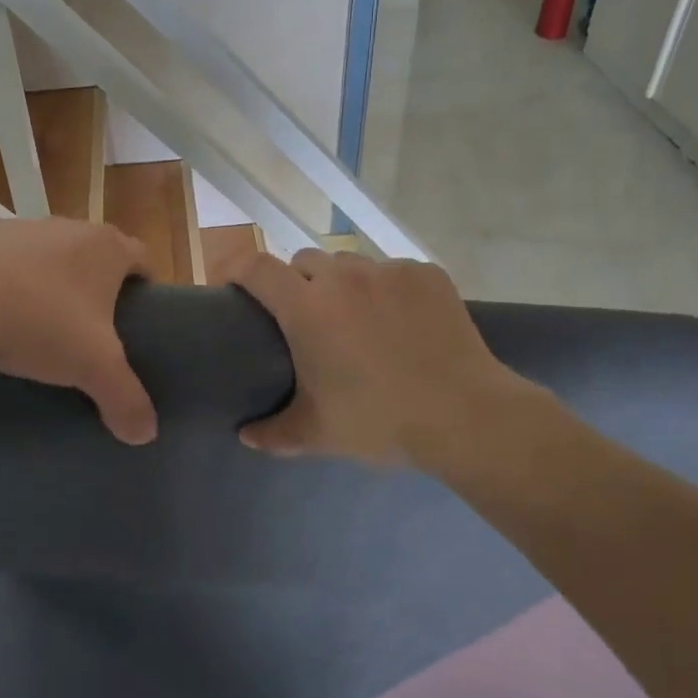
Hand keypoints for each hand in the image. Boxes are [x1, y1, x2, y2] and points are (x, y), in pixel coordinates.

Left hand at [0, 218, 157, 443]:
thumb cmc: (40, 322)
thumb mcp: (93, 368)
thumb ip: (125, 399)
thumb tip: (146, 434)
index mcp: (106, 247)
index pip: (142, 259)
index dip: (144, 287)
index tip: (140, 317)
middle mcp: (68, 226)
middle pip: (93, 254)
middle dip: (95, 287)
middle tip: (91, 330)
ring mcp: (20, 227)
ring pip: (47, 255)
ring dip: (48, 282)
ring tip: (37, 325)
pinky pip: (2, 262)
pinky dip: (4, 282)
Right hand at [234, 248, 562, 476]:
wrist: (467, 416)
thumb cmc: (381, 421)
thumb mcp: (318, 433)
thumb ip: (274, 432)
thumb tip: (245, 436)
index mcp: (306, 308)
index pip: (256, 267)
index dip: (235, 268)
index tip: (230, 284)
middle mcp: (343, 278)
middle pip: (303, 261)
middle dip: (296, 282)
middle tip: (306, 319)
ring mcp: (389, 271)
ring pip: (350, 264)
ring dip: (342, 285)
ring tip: (357, 320)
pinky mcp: (426, 274)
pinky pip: (393, 271)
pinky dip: (387, 289)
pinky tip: (402, 321)